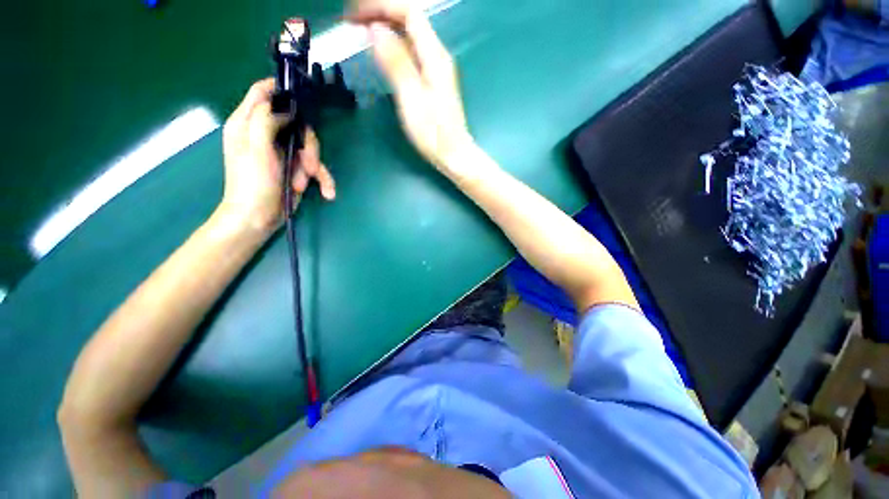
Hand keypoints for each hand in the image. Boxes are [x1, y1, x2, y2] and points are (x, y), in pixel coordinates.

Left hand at [219, 78, 335, 232]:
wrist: (258, 217)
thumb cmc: (252, 183)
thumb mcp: (256, 148)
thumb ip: (266, 120)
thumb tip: (286, 106)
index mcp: (248, 123)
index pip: (262, 93)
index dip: (281, 89)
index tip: (302, 98)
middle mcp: (266, 134)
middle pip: (296, 123)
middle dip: (308, 145)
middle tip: (309, 164)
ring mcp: (282, 152)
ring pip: (309, 147)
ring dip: (313, 167)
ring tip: (303, 184)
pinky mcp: (295, 168)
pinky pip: (314, 167)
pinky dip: (322, 180)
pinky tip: (327, 193)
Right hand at [348, 7, 473, 169]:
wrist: (454, 154)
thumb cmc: (434, 133)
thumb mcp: (412, 99)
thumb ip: (396, 62)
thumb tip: (376, 29)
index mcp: (435, 56)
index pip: (409, 12)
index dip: (381, 6)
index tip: (355, 14)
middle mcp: (437, 56)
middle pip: (409, 19)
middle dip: (380, 13)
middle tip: (352, 21)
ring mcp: (436, 68)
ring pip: (409, 35)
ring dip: (384, 26)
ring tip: (360, 30)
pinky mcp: (432, 81)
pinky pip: (410, 52)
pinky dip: (392, 45)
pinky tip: (380, 51)